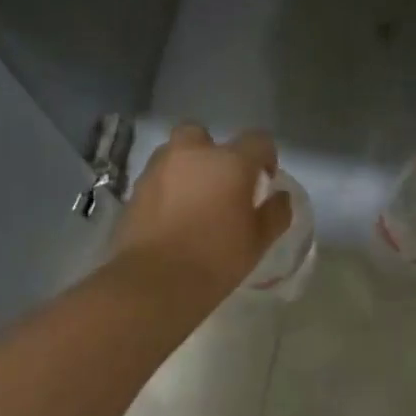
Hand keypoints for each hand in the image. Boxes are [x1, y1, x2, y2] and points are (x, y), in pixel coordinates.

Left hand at [112, 124, 293, 296]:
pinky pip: (157, 177)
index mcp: (230, 162)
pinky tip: (172, 215)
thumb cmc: (215, 259)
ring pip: (175, 153)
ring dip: (186, 167)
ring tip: (194, 200)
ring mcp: (159, 169)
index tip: (264, 182)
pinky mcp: (135, 189)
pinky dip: (166, 188)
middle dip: (212, 151)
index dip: (266, 157)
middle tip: (220, 182)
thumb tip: (280, 197)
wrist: (154, 282)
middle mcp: (192, 154)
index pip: (258, 140)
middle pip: (203, 134)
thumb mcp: (258, 242)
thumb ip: (275, 214)